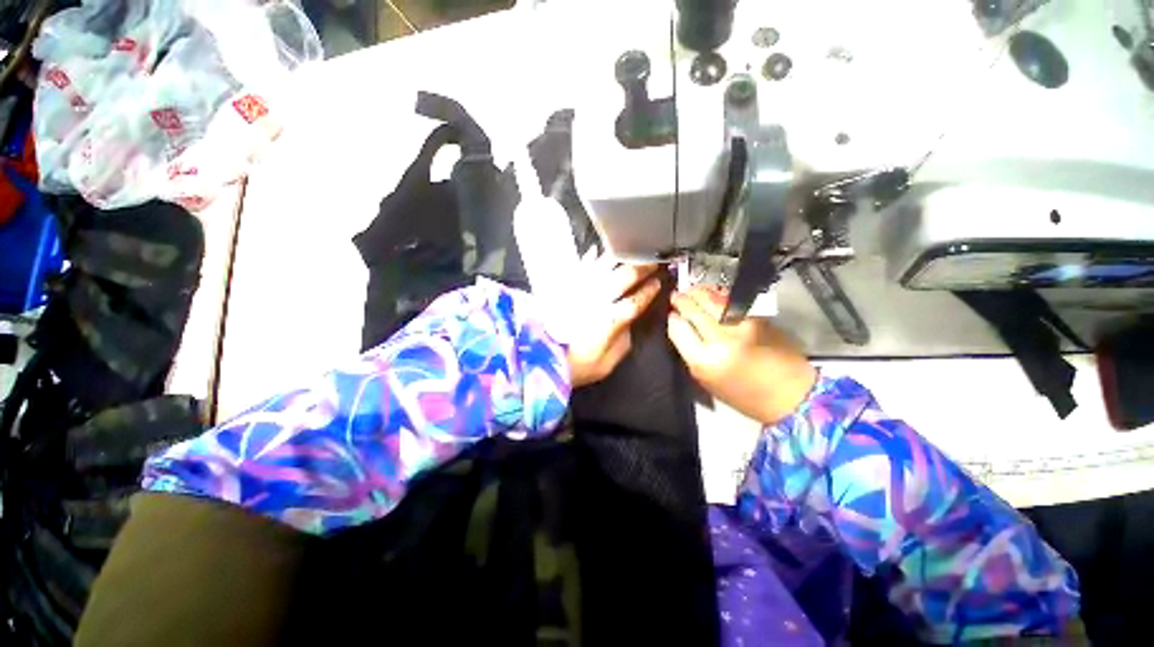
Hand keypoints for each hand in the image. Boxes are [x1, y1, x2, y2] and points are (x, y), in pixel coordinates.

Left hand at [563, 255, 662, 386]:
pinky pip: (580, 266)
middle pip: (624, 276)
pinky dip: (590, 258)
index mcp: (611, 320)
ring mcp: (581, 291)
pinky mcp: (566, 288)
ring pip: (604, 267)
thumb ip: (623, 339)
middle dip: (641, 268)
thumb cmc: (578, 364)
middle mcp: (598, 300)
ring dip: (620, 259)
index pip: (637, 300)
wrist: (544, 358)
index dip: (649, 291)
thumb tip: (629, 321)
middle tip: (651, 263)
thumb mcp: (608, 362)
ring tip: (631, 253)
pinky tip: (597, 251)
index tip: (658, 283)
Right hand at [667, 287, 816, 423]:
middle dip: (682, 300)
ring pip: (712, 300)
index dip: (673, 319)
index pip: (679, 329)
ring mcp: (742, 325)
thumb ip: (691, 353)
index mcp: (705, 361)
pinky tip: (712, 295)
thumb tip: (680, 327)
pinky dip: (718, 296)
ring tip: (691, 291)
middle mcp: (722, 339)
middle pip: (694, 311)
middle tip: (676, 296)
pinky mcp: (758, 318)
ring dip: (698, 293)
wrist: (792, 395)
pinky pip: (731, 301)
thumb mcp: (707, 381)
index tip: (671, 314)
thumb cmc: (744, 396)